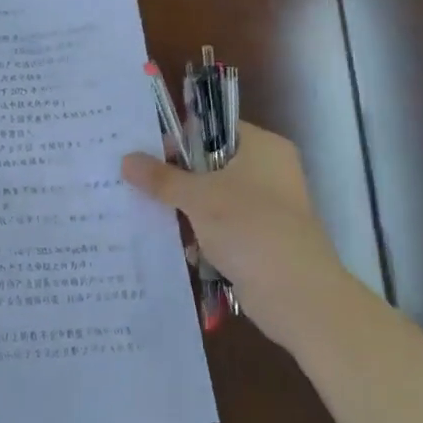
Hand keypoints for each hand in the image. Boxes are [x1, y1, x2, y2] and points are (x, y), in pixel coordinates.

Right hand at [122, 123, 350, 352]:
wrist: (297, 294)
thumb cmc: (249, 228)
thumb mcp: (198, 198)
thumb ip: (161, 178)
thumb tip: (126, 159)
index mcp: (262, 147)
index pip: (213, 128)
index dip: (179, 139)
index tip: (147, 157)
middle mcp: (269, 170)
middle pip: (212, 165)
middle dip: (177, 180)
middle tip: (141, 187)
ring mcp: (269, 207)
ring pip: (216, 199)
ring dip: (188, 211)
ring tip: (151, 218)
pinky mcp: (264, 239)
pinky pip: (225, 228)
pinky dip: (204, 236)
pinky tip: (180, 248)